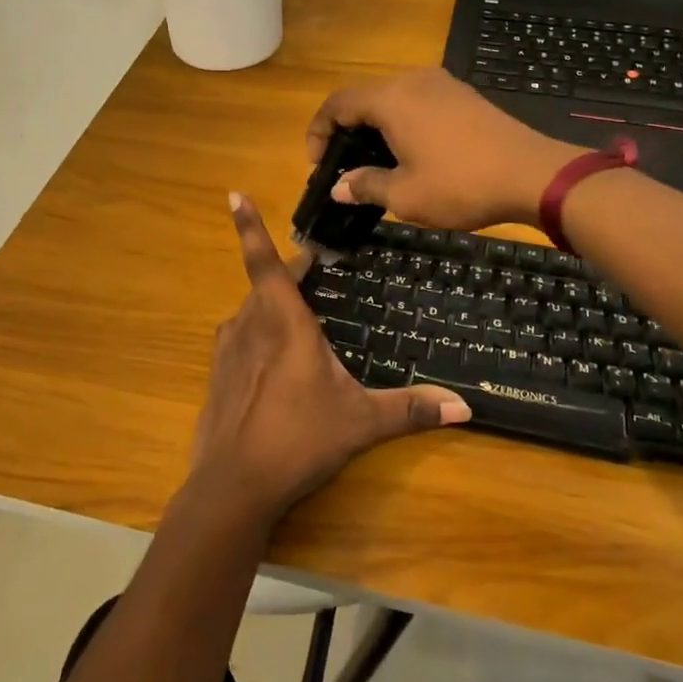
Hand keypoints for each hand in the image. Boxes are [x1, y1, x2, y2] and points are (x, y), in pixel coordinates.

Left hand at [189, 194, 470, 529]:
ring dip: (273, 307)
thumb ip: (410, 409)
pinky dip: (257, 336)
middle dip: (291, 275)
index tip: (234, 194)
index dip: (249, 226)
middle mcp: (250, 324)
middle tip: (316, 271)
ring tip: (301, 323)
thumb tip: (466, 407)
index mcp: (283, 321)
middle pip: (267, 284)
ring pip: (252, 312)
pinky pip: (240, 338)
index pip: (266, 261)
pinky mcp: (217, 373)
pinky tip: (274, 366)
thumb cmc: (299, 439)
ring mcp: (228, 348)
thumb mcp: (361, 422)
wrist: (232, 486)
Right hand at [306, 68, 583, 230]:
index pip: (337, 104)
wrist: (532, 174)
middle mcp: (412, 80)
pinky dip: (402, 122)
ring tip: (376, 164)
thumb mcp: (406, 195)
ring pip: (392, 99)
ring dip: (375, 127)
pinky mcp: (462, 94)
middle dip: (346, 131)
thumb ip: (366, 185)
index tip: (318, 165)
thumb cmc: (461, 185)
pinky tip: (411, 153)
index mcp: (391, 99)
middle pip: (363, 97)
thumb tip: (339, 186)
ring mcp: (441, 84)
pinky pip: (417, 102)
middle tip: (344, 168)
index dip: (318, 131)